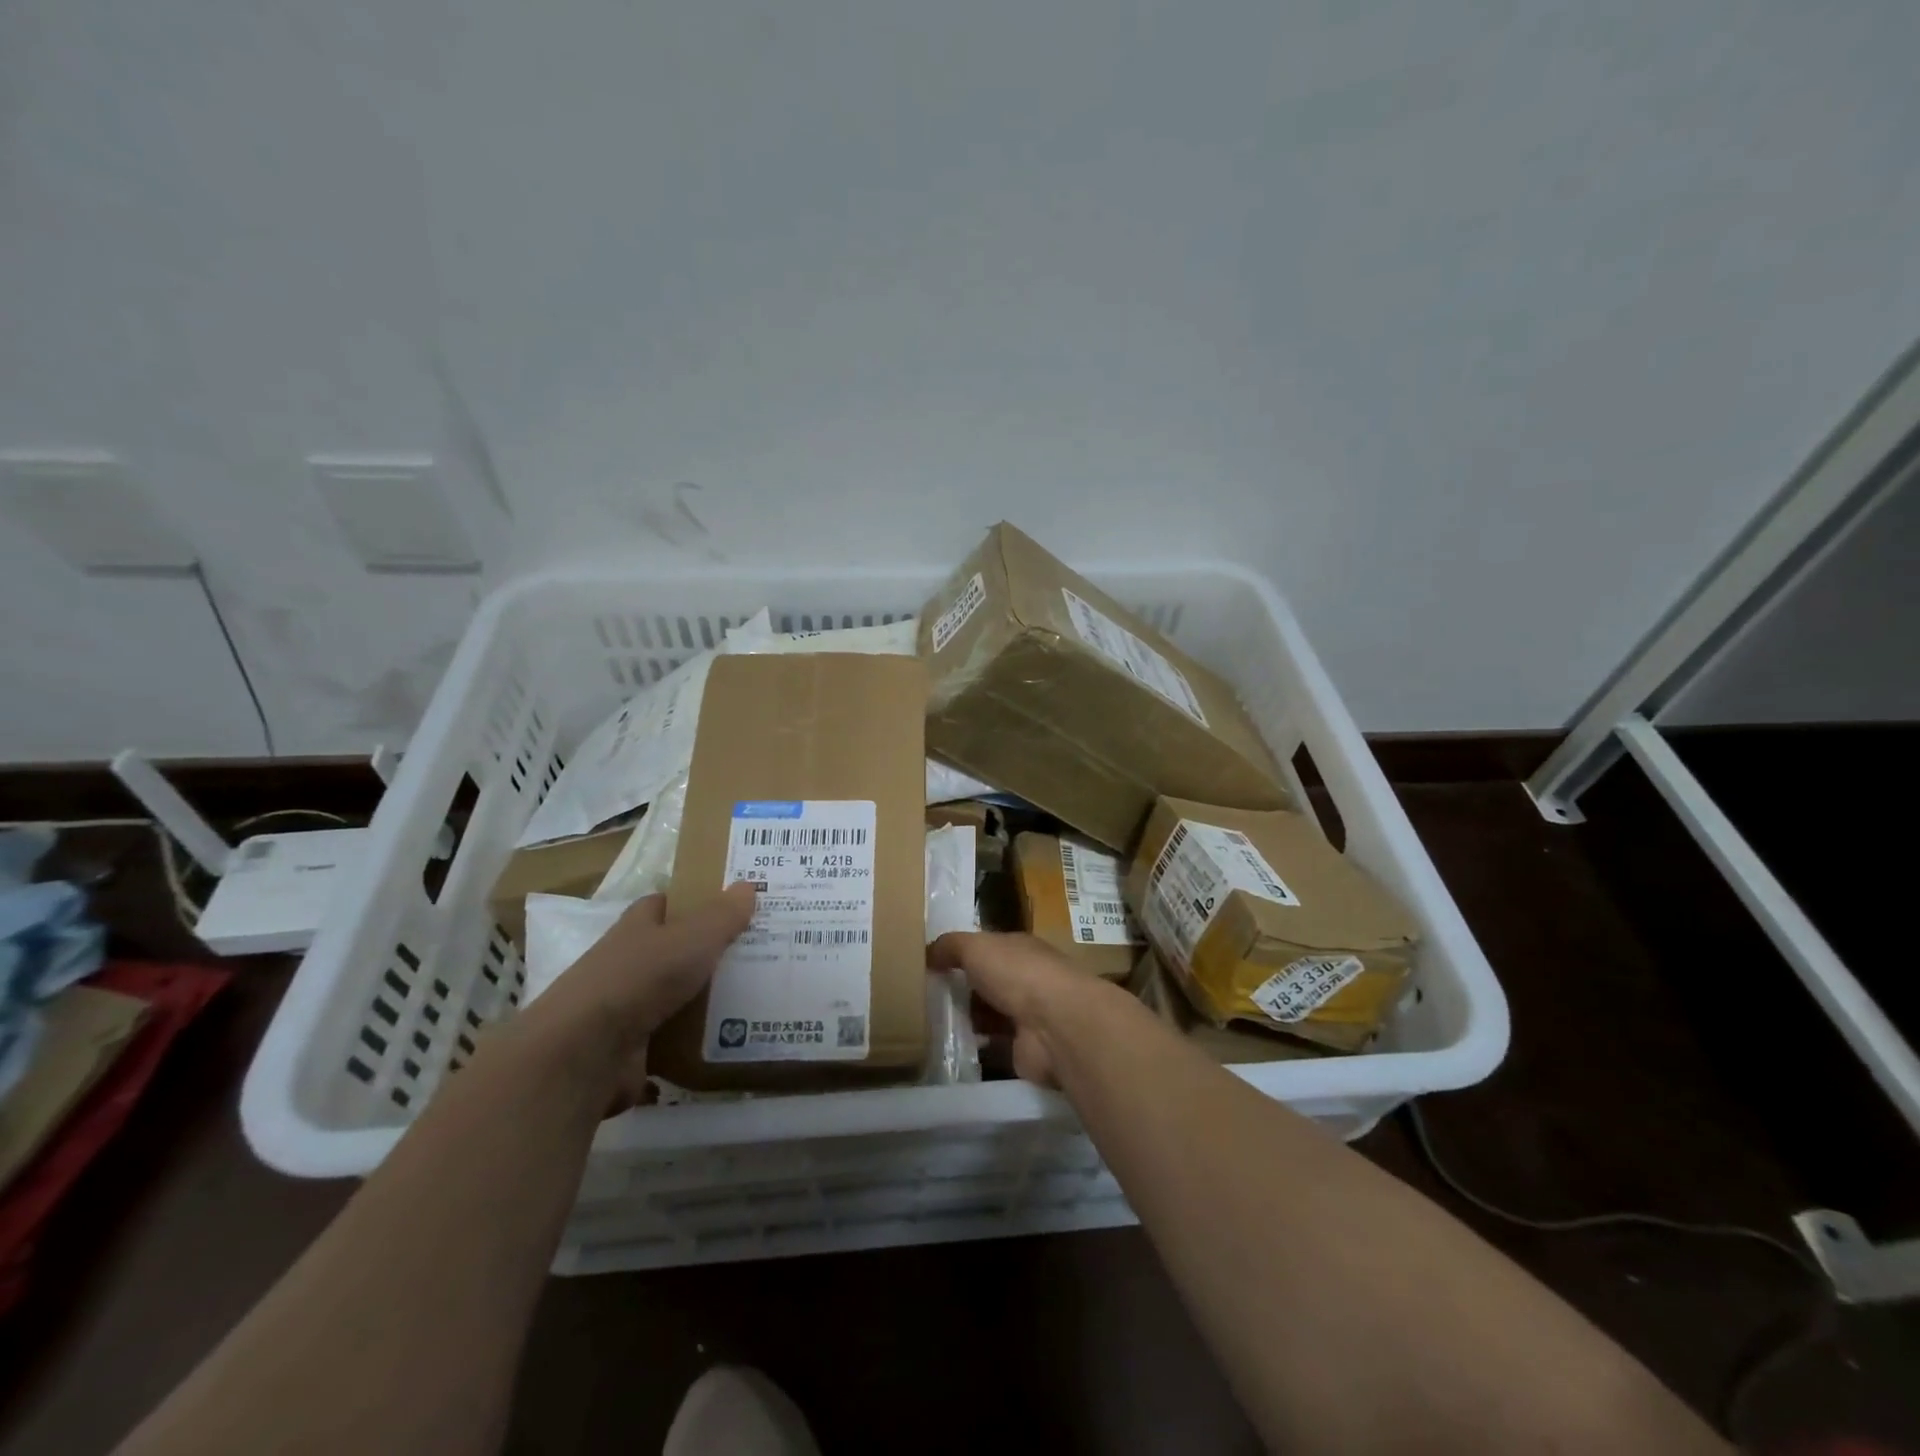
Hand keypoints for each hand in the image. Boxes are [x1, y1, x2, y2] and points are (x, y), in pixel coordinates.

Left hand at [520, 883, 757, 1079]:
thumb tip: (748, 885)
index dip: (696, 901)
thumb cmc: (640, 978)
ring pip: (678, 996)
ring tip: (760, 997)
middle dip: (711, 952)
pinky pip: (675, 1039)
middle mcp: (630, 962)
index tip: (734, 905)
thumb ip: (723, 915)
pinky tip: (734, 1040)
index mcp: (638, 927)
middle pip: (676, 950)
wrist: (584, 1054)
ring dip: (708, 999)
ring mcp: (628, 1008)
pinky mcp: (632, 1050)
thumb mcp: (693, 937)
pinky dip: (698, 1041)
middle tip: (762, 952)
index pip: (666, 904)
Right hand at [928, 931, 1102, 1086]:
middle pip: (988, 983)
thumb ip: (950, 946)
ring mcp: (1028, 1016)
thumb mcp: (976, 946)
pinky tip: (949, 1049)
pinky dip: (975, 1047)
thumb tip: (927, 953)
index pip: (988, 949)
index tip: (931, 966)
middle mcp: (1027, 979)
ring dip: (967, 1020)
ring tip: (930, 1025)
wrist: (1055, 1025)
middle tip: (925, 998)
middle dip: (961, 989)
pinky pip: (993, 1046)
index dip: (962, 954)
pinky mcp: (1025, 1049)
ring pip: (990, 1015)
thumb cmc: (1017, 974)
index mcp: (1020, 949)